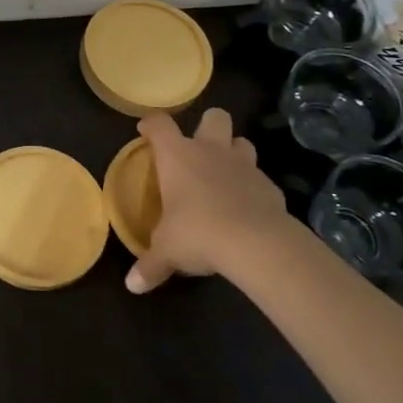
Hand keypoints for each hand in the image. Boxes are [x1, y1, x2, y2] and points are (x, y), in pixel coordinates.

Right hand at [125, 108, 295, 293]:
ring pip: (242, 142)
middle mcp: (211, 150)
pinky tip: (247, 206)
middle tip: (199, 147)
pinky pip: (259, 177)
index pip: (160, 124)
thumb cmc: (197, 232)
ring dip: (233, 152)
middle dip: (207, 125)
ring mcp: (244, 165)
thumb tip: (132, 285)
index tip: (146, 131)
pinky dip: (252, 187)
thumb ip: (150, 264)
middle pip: (213, 117)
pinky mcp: (270, 186)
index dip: (151, 124)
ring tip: (225, 173)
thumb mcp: (167, 251)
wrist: (255, 242)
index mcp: (178, 156)